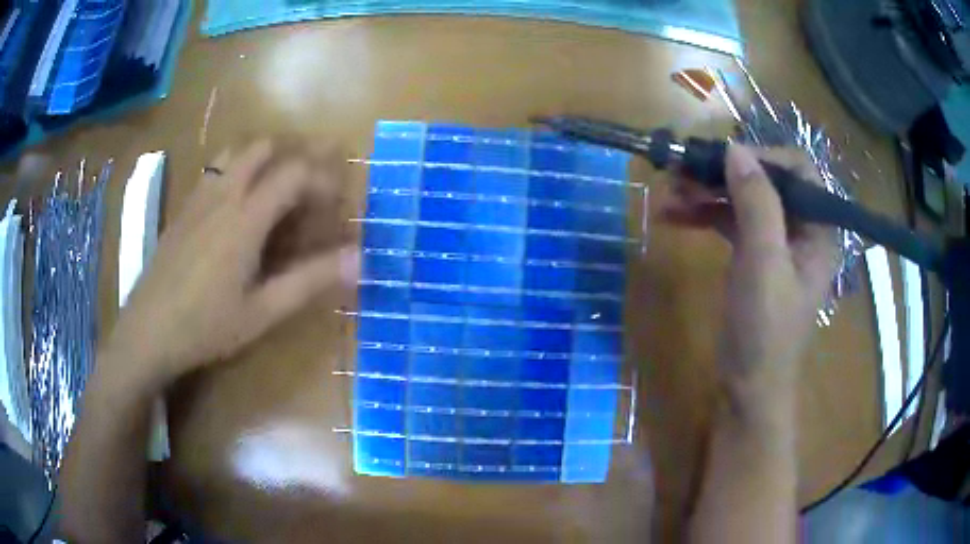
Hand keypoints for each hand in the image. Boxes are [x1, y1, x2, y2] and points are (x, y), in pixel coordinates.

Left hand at [104, 140, 359, 390]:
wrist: (147, 332)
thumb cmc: (206, 326)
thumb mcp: (262, 312)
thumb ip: (309, 281)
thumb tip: (359, 259)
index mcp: (245, 217)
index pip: (293, 173)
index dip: (321, 181)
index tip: (336, 205)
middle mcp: (222, 194)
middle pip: (262, 149)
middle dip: (291, 160)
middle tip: (304, 194)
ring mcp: (198, 198)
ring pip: (234, 153)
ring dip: (260, 163)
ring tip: (272, 196)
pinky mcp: (182, 209)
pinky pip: (213, 172)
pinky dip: (234, 174)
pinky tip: (234, 211)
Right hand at [661, 145, 836, 383]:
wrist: (746, 387)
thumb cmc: (765, 330)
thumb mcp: (764, 264)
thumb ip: (756, 204)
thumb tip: (734, 149)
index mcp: (818, 229)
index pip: (798, 170)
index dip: (762, 157)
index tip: (723, 159)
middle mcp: (801, 229)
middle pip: (765, 182)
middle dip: (725, 173)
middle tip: (682, 170)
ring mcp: (776, 243)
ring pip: (743, 200)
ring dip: (707, 192)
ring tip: (668, 191)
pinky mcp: (753, 257)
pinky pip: (730, 223)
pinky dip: (704, 215)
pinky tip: (673, 216)